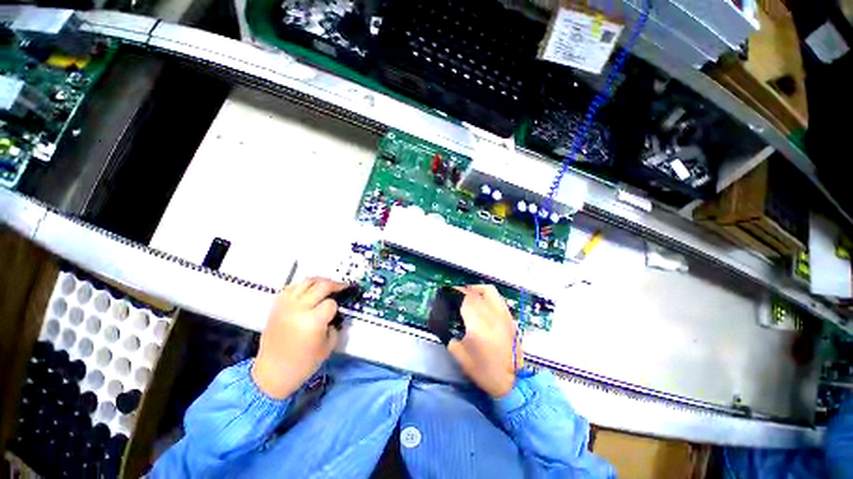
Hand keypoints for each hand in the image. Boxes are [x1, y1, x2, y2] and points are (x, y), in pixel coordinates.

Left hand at [252, 278, 347, 398]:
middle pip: (321, 286)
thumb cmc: (304, 363)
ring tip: (327, 286)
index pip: (331, 303)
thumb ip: (335, 326)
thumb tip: (336, 314)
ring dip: (319, 281)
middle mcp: (299, 309)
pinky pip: (292, 288)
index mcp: (313, 321)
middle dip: (334, 285)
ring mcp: (286, 306)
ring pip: (306, 282)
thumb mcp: (328, 346)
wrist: (273, 372)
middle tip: (341, 287)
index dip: (337, 306)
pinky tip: (309, 291)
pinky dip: (303, 286)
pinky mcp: (277, 306)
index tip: (338, 311)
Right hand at [448, 285, 521, 397]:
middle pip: (475, 293)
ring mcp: (504, 315)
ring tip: (469, 294)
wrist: (512, 383)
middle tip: (455, 294)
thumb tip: (444, 324)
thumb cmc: (484, 371)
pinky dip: (488, 296)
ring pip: (490, 291)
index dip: (455, 292)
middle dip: (463, 290)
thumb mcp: (459, 355)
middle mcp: (492, 315)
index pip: (466, 299)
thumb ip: (450, 336)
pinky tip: (483, 303)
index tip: (447, 292)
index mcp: (478, 325)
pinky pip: (498, 299)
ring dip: (476, 289)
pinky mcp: (511, 319)